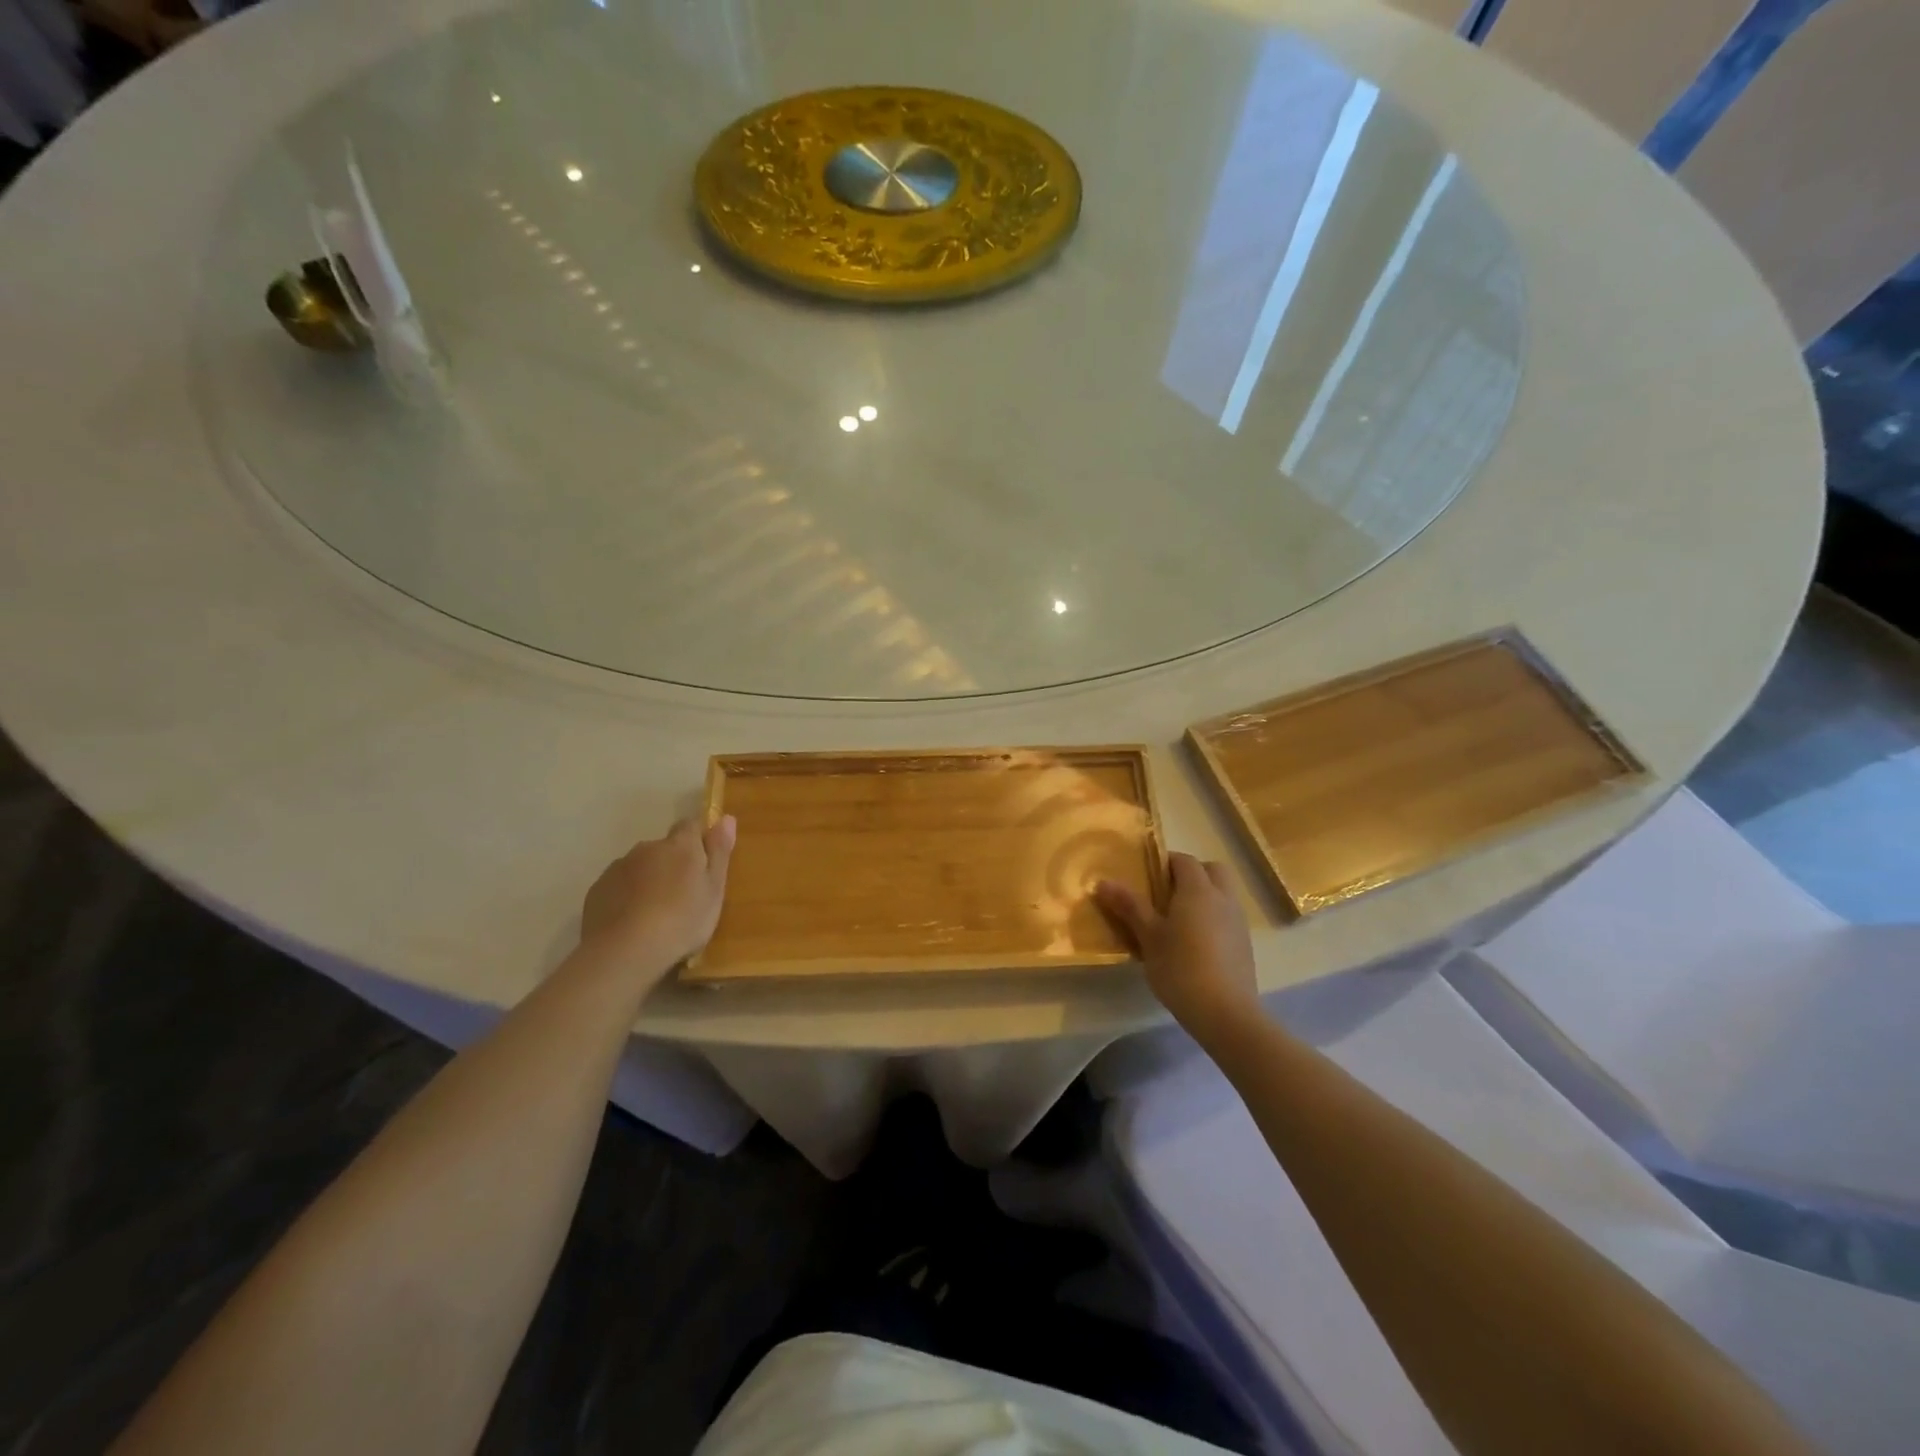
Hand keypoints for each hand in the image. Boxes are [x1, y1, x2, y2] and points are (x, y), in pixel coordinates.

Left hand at [580, 816, 735, 978]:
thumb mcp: (714, 889)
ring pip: (640, 867)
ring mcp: (618, 868)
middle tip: (683, 897)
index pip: (691, 825)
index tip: (705, 861)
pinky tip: (632, 923)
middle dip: (672, 864)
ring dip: (649, 880)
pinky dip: (627, 897)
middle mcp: (647, 848)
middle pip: (664, 848)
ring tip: (655, 914)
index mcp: (680, 845)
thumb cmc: (682, 920)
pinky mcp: (597, 890)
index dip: (699, 839)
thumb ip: (719, 852)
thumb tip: (726, 817)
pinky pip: (618, 886)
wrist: (624, 951)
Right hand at [1096, 853, 1259, 1044]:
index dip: (1165, 862)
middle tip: (1166, 893)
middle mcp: (1223, 898)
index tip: (1146, 876)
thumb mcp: (1148, 937)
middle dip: (1191, 874)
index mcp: (1198, 890)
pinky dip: (1213, 918)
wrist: (1226, 1013)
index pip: (1184, 860)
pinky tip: (1195, 944)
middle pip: (1211, 870)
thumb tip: (1102, 881)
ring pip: (1223, 894)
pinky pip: (1228, 917)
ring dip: (1204, 896)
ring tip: (1177, 921)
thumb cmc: (1180, 969)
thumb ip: (1129, 906)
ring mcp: (1238, 922)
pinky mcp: (1244, 944)